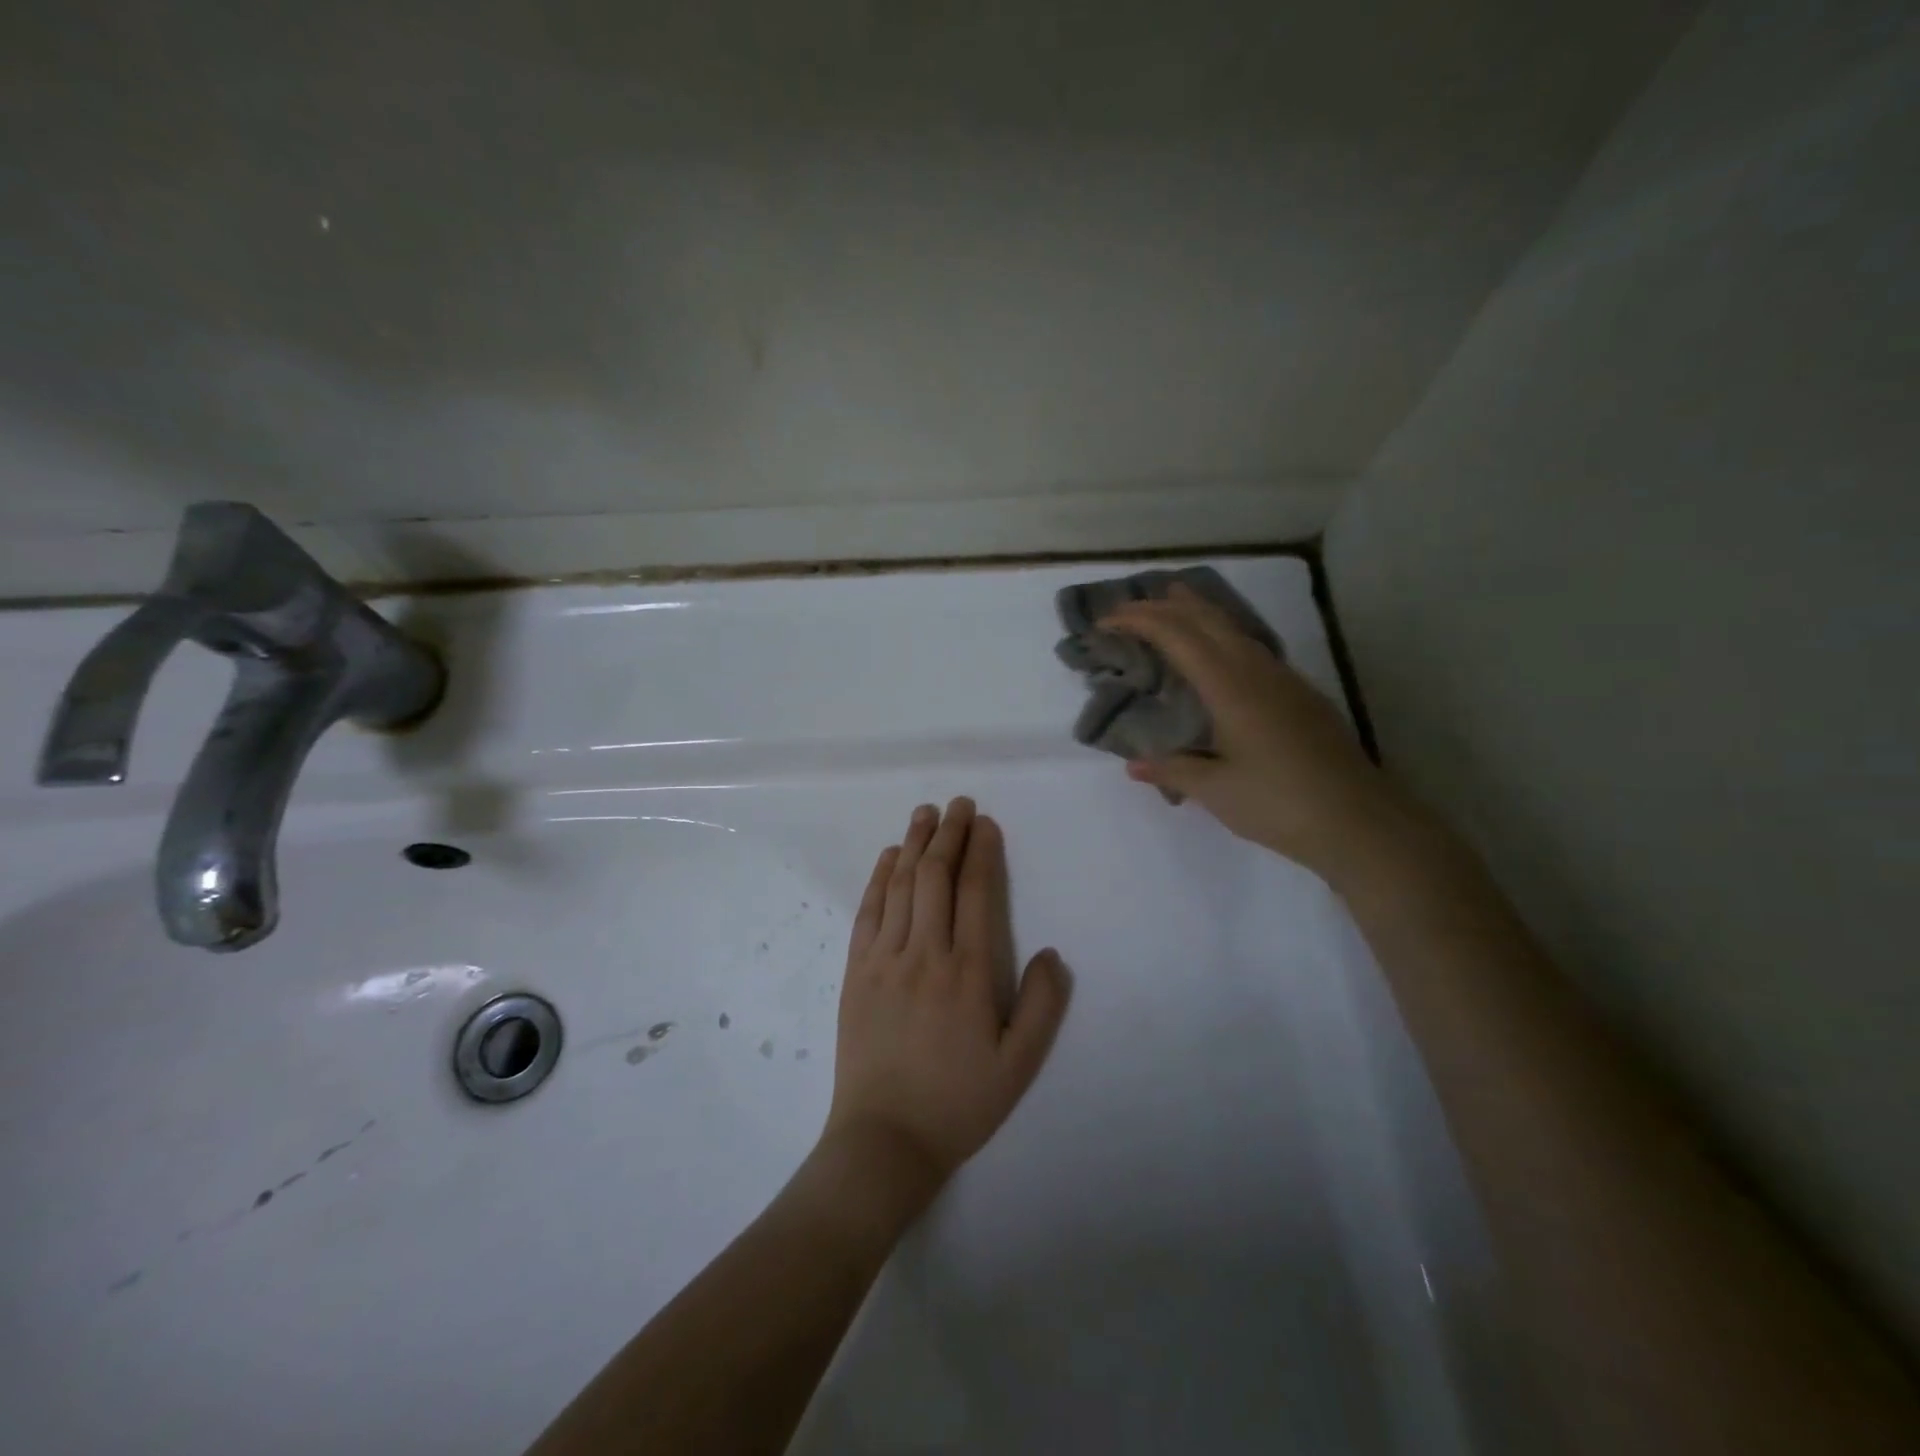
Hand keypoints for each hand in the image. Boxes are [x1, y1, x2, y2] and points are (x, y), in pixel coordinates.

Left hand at [822, 798, 1071, 1200]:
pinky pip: (869, 911)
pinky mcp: (857, 971)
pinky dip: (880, 878)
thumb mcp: (1019, 1065)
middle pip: (936, 877)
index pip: (975, 893)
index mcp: (968, 972)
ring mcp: (885, 959)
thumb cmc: (958, 1102)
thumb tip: (1052, 953)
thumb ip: (1042, 1006)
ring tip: (925, 813)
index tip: (985, 823)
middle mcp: (925, 953)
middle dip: (949, 833)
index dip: (981, 851)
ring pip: (902, 886)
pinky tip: (889, 857)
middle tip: (958, 803)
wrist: (885, 1139)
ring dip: (914, 844)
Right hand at [1101, 585, 1407, 881]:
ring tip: (1174, 605)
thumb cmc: (1279, 804)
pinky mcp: (1301, 696)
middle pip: (1208, 620)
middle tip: (1131, 604)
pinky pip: (1252, 647)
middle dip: (1166, 606)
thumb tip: (1134, 765)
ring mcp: (1284, 680)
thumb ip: (1173, 771)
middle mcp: (1257, 672)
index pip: (1178, 637)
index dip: (1140, 621)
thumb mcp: (1215, 791)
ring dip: (1199, 613)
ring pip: (1235, 629)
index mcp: (1230, 688)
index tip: (1106, 621)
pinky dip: (1223, 635)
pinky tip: (1220, 652)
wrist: (1360, 822)